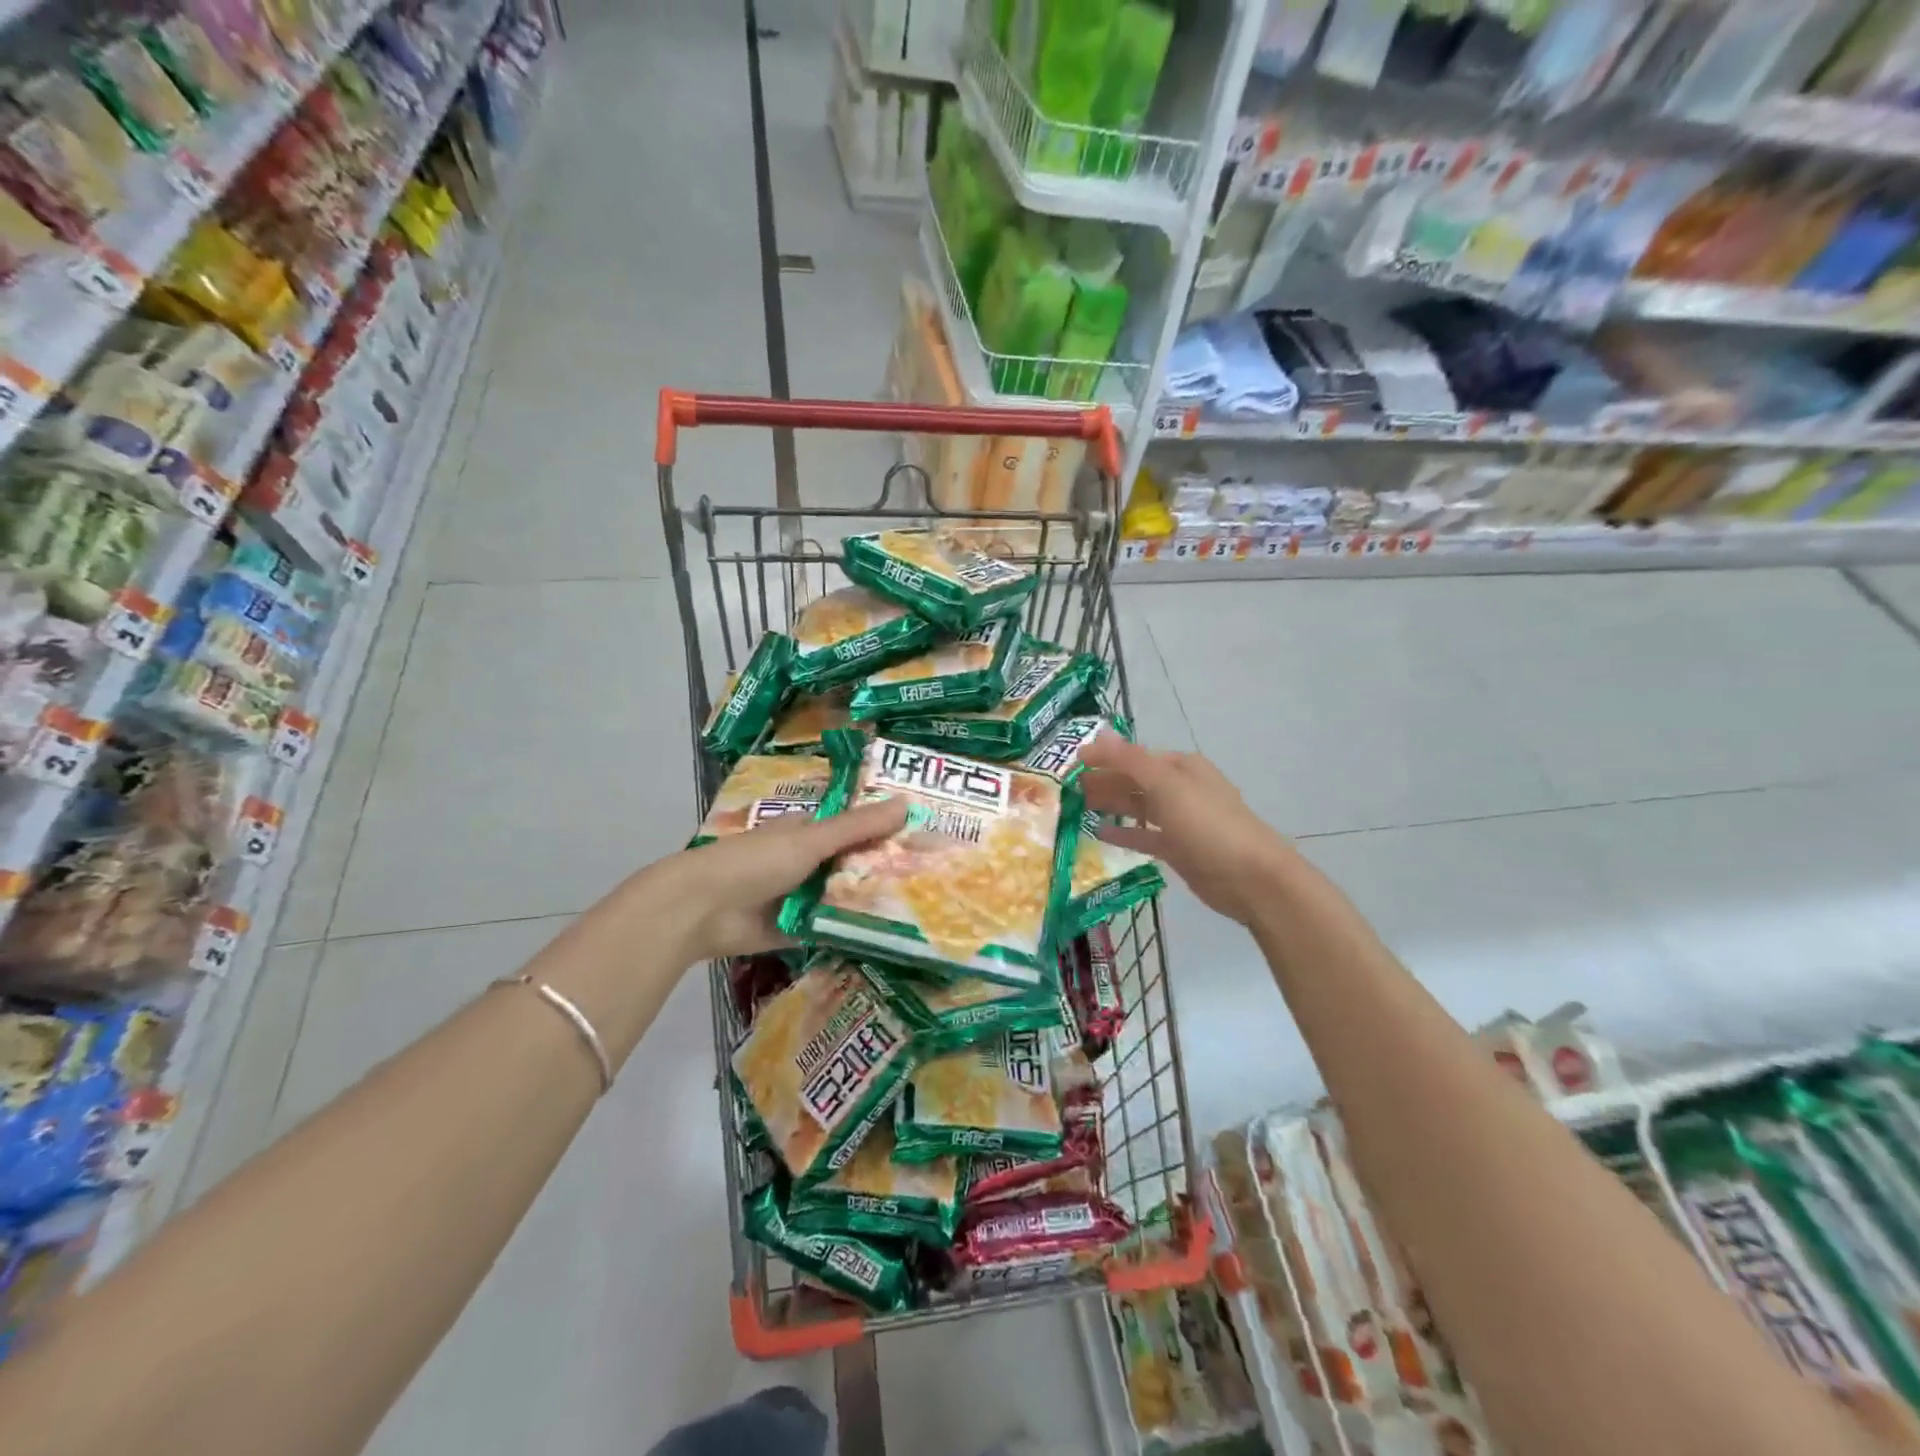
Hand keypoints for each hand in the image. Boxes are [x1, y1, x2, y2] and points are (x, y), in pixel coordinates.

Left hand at [665, 797, 909, 962]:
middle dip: (883, 870)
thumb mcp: (811, 839)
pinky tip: (891, 936)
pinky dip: (853, 931)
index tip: (924, 838)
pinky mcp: (797, 930)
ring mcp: (801, 897)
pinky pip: (831, 928)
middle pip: (852, 864)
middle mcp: (806, 862)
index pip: (853, 828)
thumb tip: (907, 802)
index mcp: (807, 831)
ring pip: (844, 897)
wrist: (703, 911)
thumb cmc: (756, 861)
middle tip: (932, 878)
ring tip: (923, 908)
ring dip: (871, 902)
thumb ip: (857, 827)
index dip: (884, 831)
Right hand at [1079, 733, 1295, 926]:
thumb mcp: (1167, 786)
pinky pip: (1144, 836)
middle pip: (1134, 780)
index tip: (1069, 764)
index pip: (1133, 756)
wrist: (1251, 877)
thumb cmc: (1208, 824)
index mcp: (1180, 767)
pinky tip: (1099, 833)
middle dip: (1103, 781)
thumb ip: (1130, 760)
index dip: (1103, 758)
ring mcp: (1180, 820)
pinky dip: (1124, 832)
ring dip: (1110, 804)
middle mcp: (1180, 788)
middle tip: (1067, 789)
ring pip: (1137, 807)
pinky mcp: (1178, 849)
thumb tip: (1099, 734)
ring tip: (1077, 806)